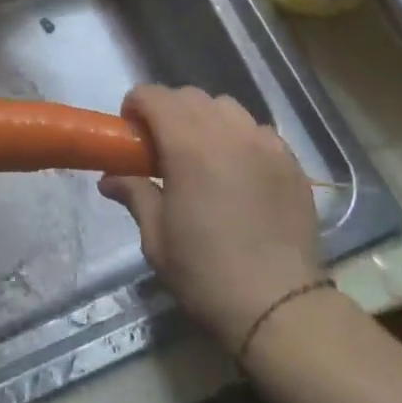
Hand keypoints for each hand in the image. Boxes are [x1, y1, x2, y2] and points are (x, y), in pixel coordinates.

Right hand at [98, 85, 322, 352]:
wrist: (279, 306)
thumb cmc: (206, 273)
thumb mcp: (157, 239)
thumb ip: (135, 195)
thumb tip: (110, 178)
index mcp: (188, 145)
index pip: (155, 96)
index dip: (136, 106)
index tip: (131, 131)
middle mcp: (228, 132)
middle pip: (190, 96)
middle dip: (169, 110)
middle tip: (162, 145)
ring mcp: (265, 143)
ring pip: (227, 108)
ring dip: (206, 119)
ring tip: (203, 154)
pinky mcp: (291, 161)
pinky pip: (258, 131)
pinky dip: (240, 138)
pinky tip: (239, 170)